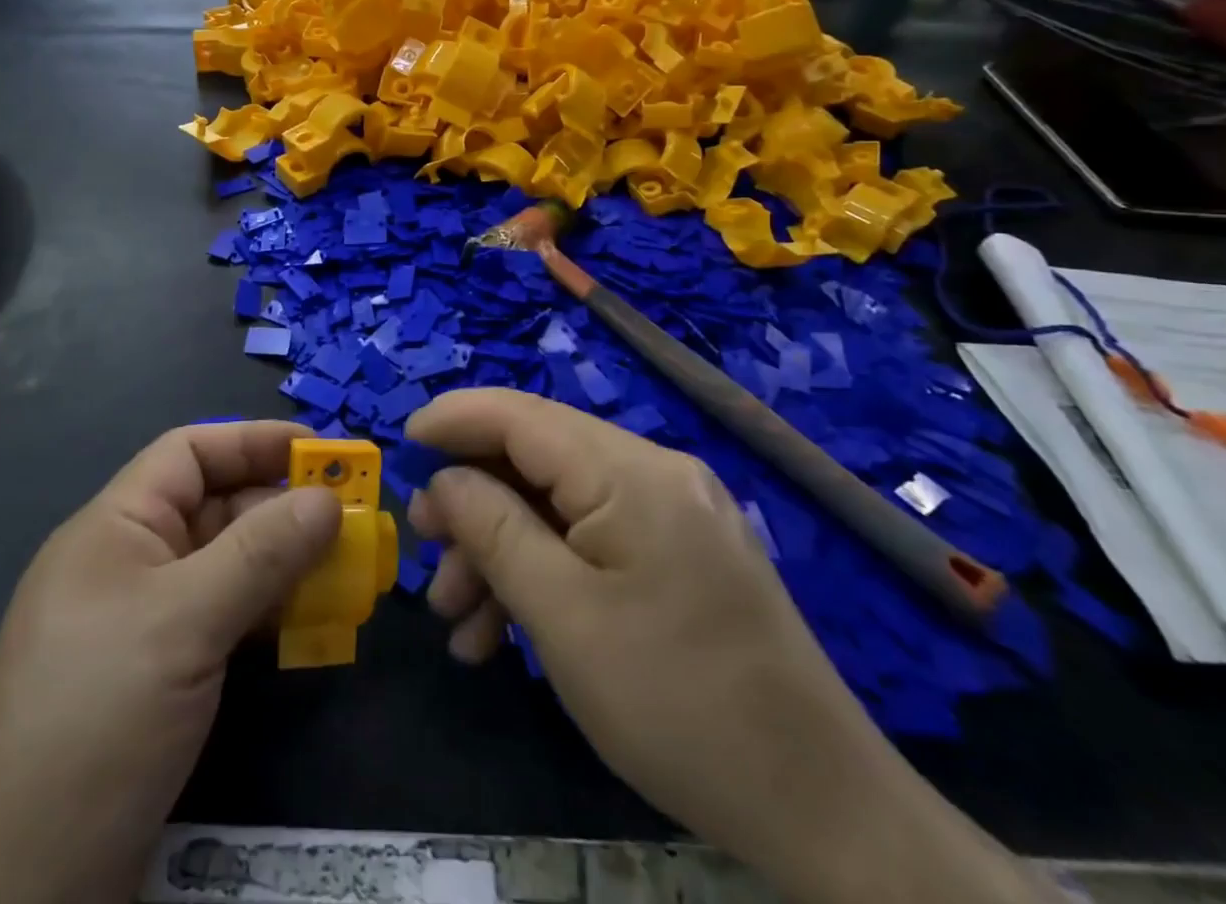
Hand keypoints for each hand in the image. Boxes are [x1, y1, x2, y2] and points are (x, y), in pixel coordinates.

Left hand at [0, 422, 340, 903]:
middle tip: (355, 520)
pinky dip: (269, 615)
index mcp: (116, 527)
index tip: (323, 452)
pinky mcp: (161, 677)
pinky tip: (313, 626)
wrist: (17, 891)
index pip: (190, 453)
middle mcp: (130, 563)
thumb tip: (328, 499)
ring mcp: (145, 623)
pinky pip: (225, 619)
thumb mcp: (184, 622)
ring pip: (227, 567)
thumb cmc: (96, 720)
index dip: (255, 441)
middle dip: (284, 508)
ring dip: (286, 565)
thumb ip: (261, 553)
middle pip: (217, 508)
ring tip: (349, 572)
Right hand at [407, 390, 1061, 903]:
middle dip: (474, 501)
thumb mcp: (564, 618)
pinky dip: (546, 571)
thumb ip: (494, 530)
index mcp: (632, 471)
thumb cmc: (680, 706)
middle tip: (425, 551)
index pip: (523, 415)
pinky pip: (594, 539)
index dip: (457, 418)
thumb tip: (445, 478)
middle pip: (538, 459)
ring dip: (502, 549)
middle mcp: (655, 472)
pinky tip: (507, 633)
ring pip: (560, 505)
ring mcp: (673, 513)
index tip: (402, 440)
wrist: (823, 810)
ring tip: (458, 618)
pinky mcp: (681, 554)